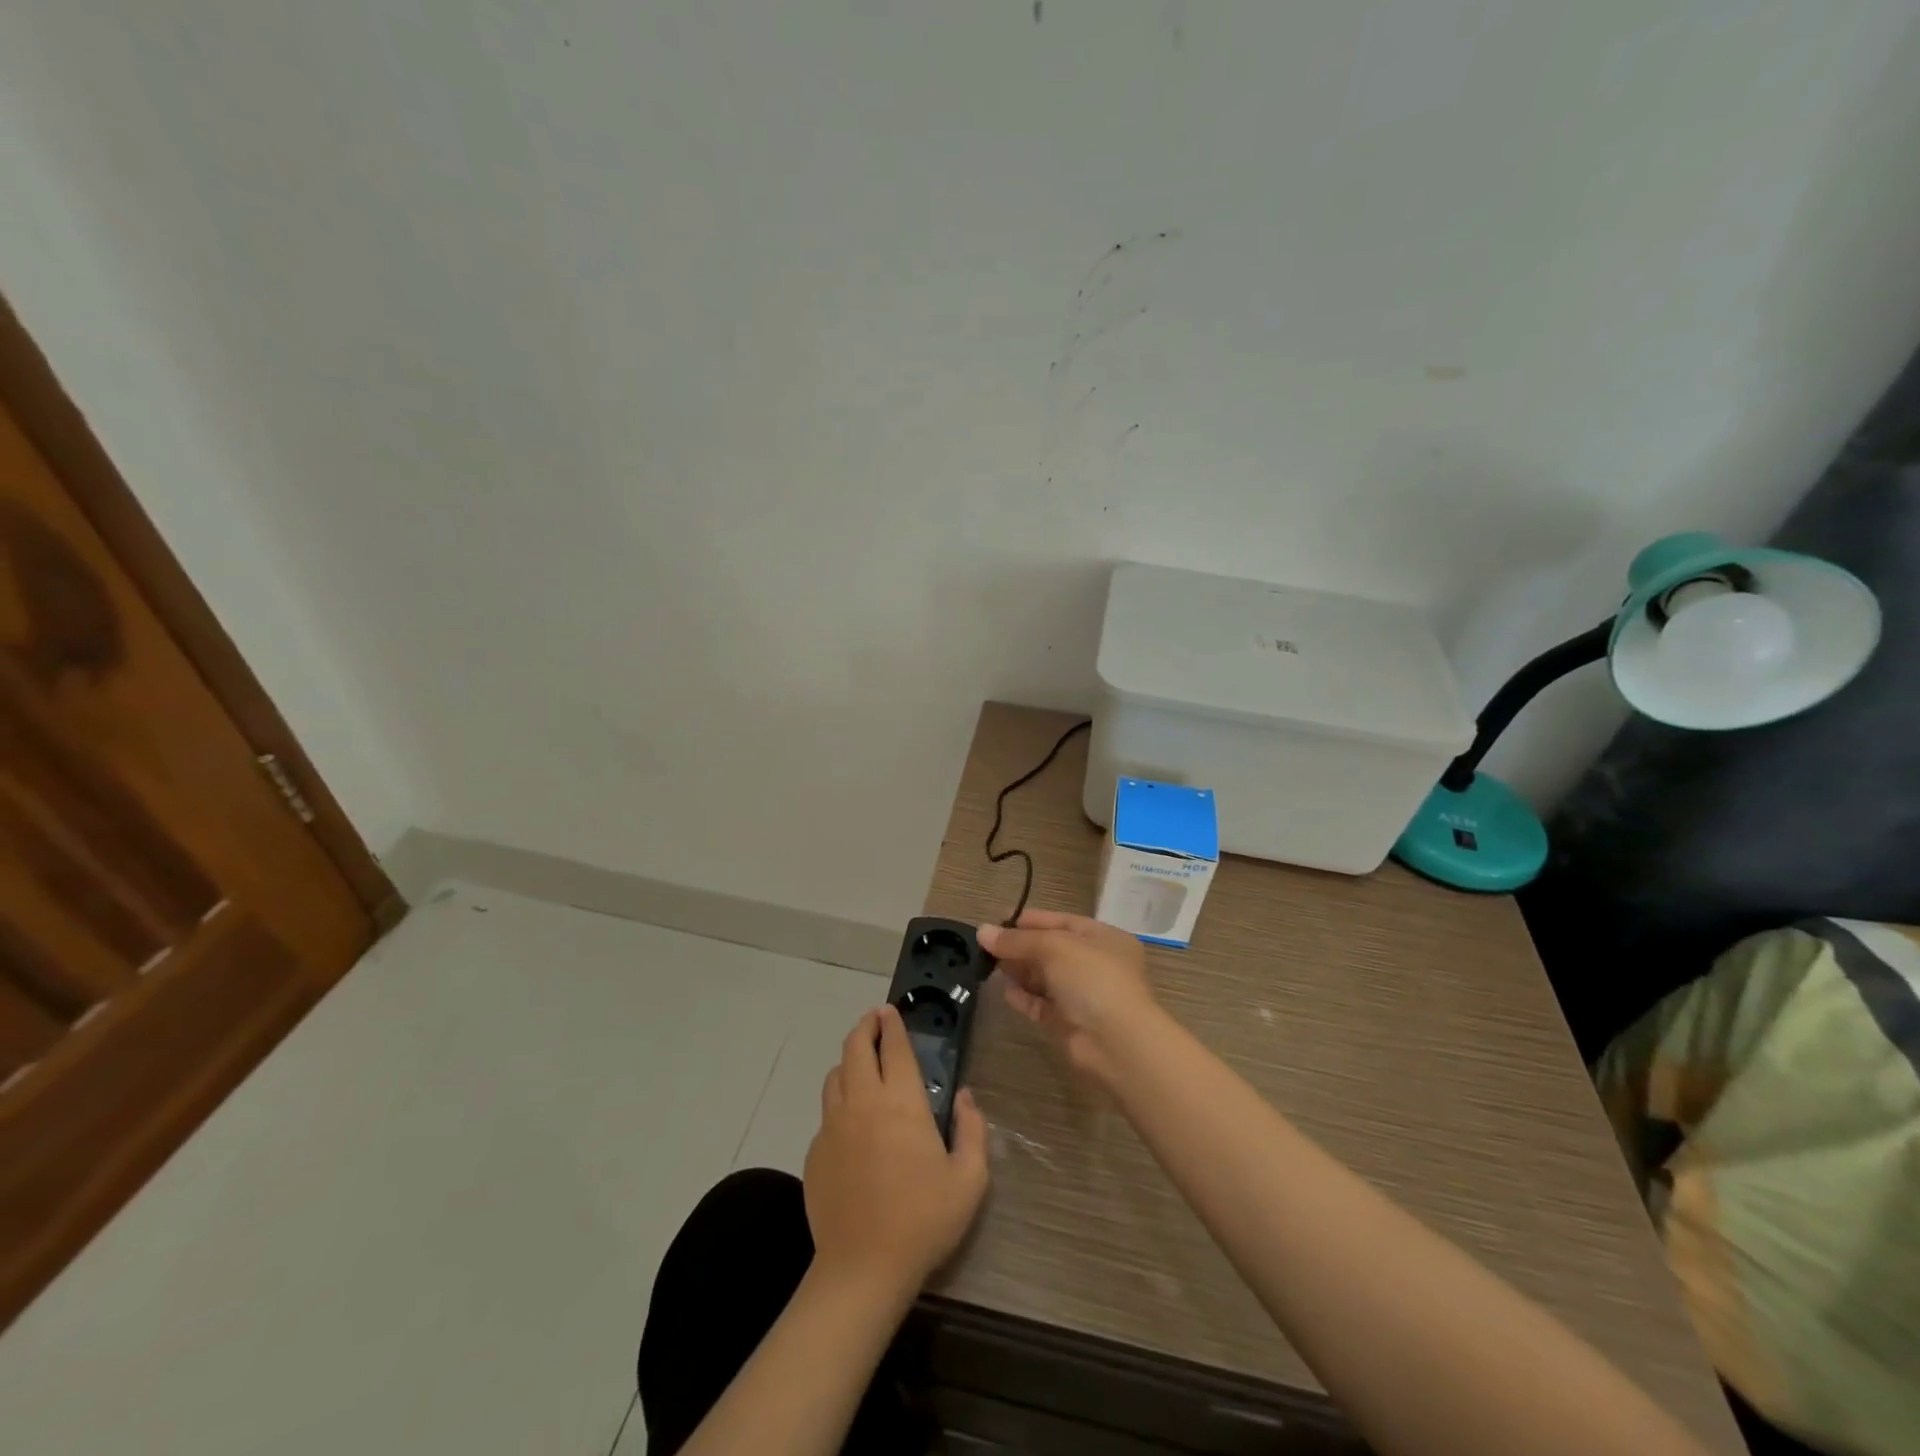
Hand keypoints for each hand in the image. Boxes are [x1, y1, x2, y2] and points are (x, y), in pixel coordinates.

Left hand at [804, 1006, 989, 1296]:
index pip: (894, 1047)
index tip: (891, 1010)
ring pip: (835, 1075)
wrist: (862, 1269)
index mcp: (901, 1102)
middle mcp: (863, 1102)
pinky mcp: (816, 1151)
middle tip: (874, 1020)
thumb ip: (973, 1130)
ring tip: (862, 1063)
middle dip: (865, 1027)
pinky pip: (827, 1112)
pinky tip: (851, 1120)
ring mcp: (833, 1125)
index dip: (892, 1024)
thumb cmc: (923, 1221)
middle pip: (856, 1047)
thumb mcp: (969, 1179)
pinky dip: (839, 1100)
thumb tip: (965, 1096)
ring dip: (849, 1061)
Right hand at [977, 910, 1163, 1085]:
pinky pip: (1042, 1005)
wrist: (1116, 1041)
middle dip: (1021, 946)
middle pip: (1051, 950)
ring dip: (1019, 971)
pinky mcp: (1070, 1023)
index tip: (998, 921)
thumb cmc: (1092, 978)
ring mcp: (1083, 995)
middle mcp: (1095, 964)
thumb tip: (982, 931)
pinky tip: (1005, 992)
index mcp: (1102, 938)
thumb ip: (1017, 940)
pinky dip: (1024, 998)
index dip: (1030, 920)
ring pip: (1045, 978)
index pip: (1061, 921)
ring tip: (989, 965)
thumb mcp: (1054, 947)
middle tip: (986, 945)